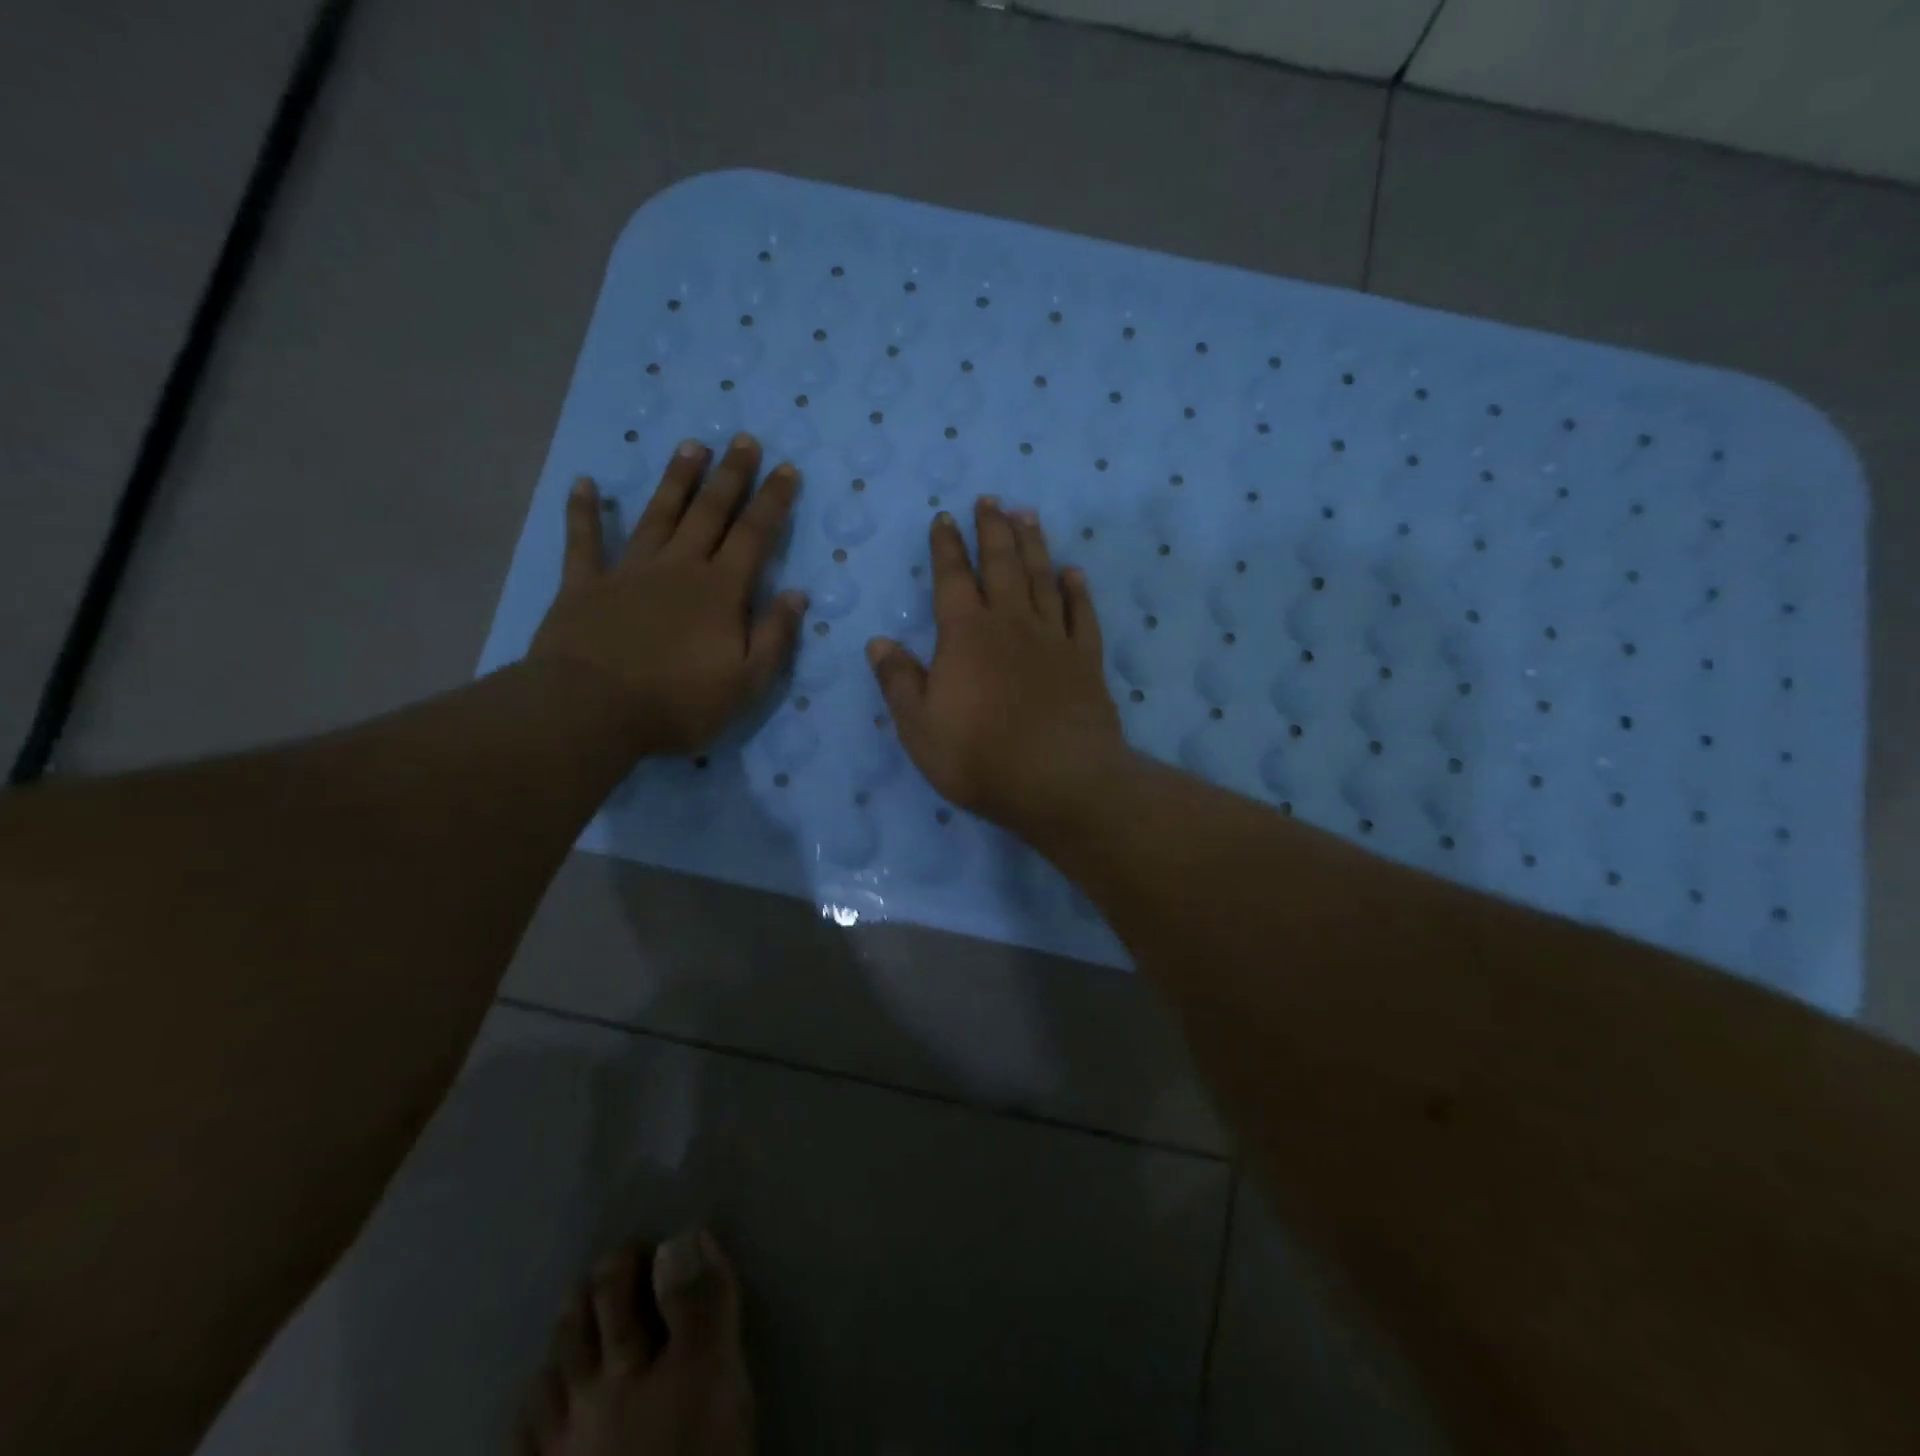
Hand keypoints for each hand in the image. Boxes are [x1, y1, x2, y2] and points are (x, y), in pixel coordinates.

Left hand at [530, 433, 807, 756]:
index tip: (786, 469)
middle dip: (731, 476)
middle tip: (743, 440)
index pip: (754, 536)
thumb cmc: (679, 703)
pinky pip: (584, 541)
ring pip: (658, 515)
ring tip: (692, 446)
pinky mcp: (585, 585)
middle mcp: (678, 568)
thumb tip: (796, 595)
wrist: (593, 712)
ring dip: (676, 480)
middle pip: (710, 513)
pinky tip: (585, 483)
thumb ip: (774, 637)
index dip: (772, 501)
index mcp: (720, 591)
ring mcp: (628, 572)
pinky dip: (583, 512)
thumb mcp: (746, 683)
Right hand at [866, 498, 1129, 836]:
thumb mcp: (919, 728)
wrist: (1060, 782)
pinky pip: (1083, 614)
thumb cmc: (980, 758)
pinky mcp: (1087, 659)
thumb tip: (878, 642)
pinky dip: (1077, 590)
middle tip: (990, 500)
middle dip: (992, 530)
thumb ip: (899, 682)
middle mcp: (1011, 624)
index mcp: (965, 635)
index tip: (945, 519)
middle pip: (1001, 564)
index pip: (951, 579)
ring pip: (1042, 578)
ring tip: (1027, 516)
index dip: (946, 547)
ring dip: (1033, 545)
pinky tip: (1074, 573)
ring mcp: (1054, 639)